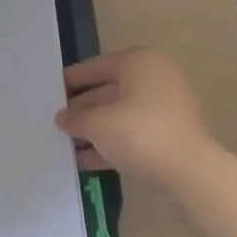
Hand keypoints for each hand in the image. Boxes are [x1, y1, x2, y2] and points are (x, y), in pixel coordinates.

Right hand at [55, 48, 217, 186]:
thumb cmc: (139, 133)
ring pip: (119, 115)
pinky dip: (110, 144)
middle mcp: (156, 79)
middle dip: (81, 108)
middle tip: (54, 120)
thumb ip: (75, 118)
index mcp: (140, 63)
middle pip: (108, 91)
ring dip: (93, 129)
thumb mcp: (96, 123)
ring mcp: (166, 109)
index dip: (70, 80)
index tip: (48, 91)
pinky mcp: (169, 136)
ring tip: (63, 143)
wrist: (188, 172)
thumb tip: (62, 118)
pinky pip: (131, 134)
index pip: (96, 66)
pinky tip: (84, 160)